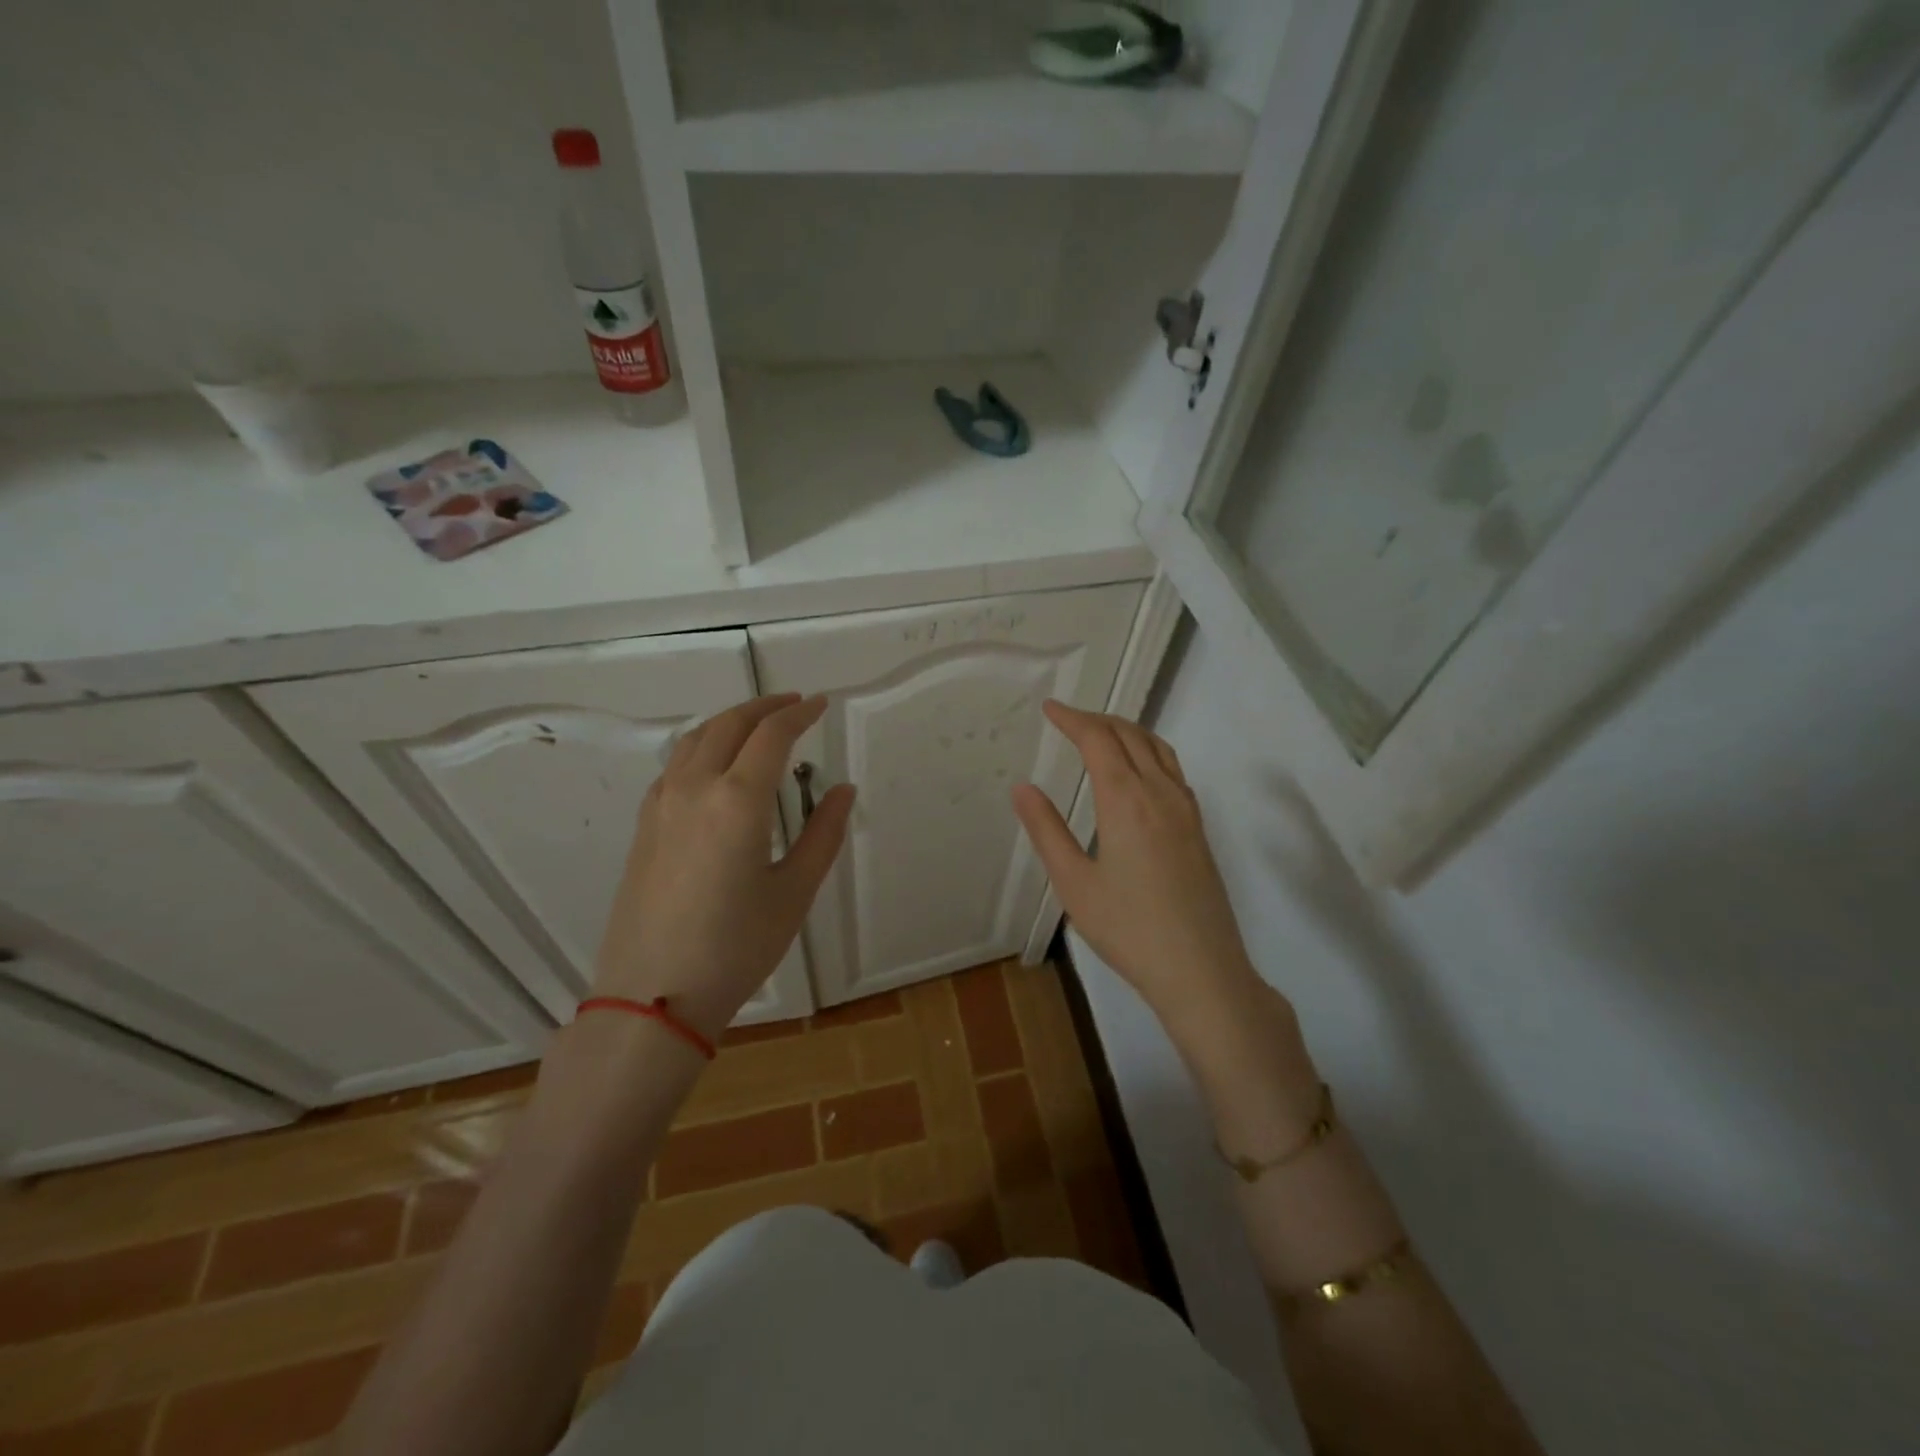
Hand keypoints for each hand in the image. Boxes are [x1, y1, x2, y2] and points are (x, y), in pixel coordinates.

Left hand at [593, 694, 853, 1040]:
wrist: (653, 996)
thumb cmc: (735, 947)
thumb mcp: (794, 892)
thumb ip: (823, 834)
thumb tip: (844, 789)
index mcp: (737, 799)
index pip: (771, 735)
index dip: (799, 713)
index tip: (820, 704)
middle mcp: (694, 788)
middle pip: (729, 725)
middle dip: (764, 707)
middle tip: (793, 704)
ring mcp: (661, 805)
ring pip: (695, 739)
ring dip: (729, 721)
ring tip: (757, 725)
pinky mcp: (644, 825)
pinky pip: (675, 765)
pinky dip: (702, 746)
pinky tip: (715, 766)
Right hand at [1011, 701, 1266, 1033]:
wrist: (1202, 970)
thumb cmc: (1128, 929)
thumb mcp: (1074, 883)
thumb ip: (1047, 830)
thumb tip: (1022, 788)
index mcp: (1127, 800)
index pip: (1098, 739)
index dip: (1072, 718)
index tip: (1049, 708)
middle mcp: (1161, 793)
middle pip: (1130, 735)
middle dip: (1097, 719)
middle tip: (1066, 719)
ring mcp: (1186, 809)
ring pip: (1157, 748)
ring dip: (1126, 731)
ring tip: (1099, 734)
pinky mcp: (1198, 827)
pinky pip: (1172, 769)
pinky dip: (1148, 751)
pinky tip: (1136, 771)